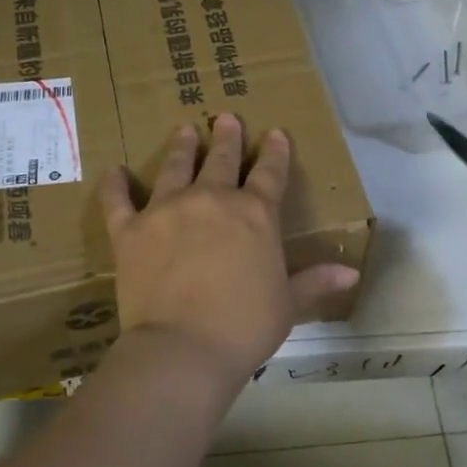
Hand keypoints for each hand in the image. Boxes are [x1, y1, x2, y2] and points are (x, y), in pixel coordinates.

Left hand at [100, 115, 360, 385]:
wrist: (183, 348)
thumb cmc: (244, 327)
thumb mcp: (288, 304)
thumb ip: (314, 281)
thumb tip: (352, 274)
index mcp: (254, 214)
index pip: (270, 173)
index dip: (275, 152)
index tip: (275, 134)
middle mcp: (211, 200)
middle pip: (221, 160)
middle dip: (226, 138)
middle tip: (225, 119)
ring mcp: (166, 210)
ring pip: (175, 168)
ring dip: (182, 147)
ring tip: (185, 130)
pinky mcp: (129, 230)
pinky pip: (118, 200)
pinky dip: (115, 185)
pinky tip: (114, 171)